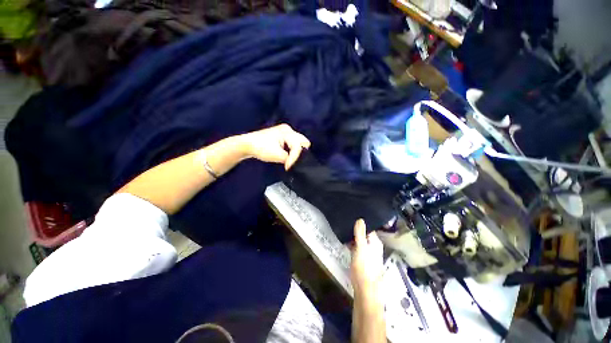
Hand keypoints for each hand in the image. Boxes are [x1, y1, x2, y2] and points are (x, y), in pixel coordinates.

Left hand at [240, 124, 310, 169]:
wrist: (247, 145)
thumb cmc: (260, 148)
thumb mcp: (277, 155)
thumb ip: (289, 159)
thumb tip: (294, 163)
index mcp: (287, 132)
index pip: (298, 147)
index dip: (294, 158)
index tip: (288, 167)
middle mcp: (288, 130)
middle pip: (303, 141)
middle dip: (300, 152)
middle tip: (293, 161)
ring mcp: (285, 132)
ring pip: (299, 142)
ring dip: (296, 151)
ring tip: (290, 159)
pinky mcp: (282, 136)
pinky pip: (293, 143)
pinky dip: (292, 150)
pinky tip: (287, 155)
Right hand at [350, 219, 383, 297]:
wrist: (365, 289)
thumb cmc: (364, 267)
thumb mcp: (361, 248)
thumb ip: (360, 233)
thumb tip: (360, 219)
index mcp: (375, 242)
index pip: (368, 227)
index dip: (360, 222)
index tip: (351, 216)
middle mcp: (373, 246)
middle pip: (364, 234)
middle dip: (355, 229)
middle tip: (345, 222)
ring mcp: (368, 253)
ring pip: (359, 240)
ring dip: (352, 236)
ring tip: (343, 230)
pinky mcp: (362, 259)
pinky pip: (357, 247)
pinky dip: (352, 244)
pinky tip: (344, 242)